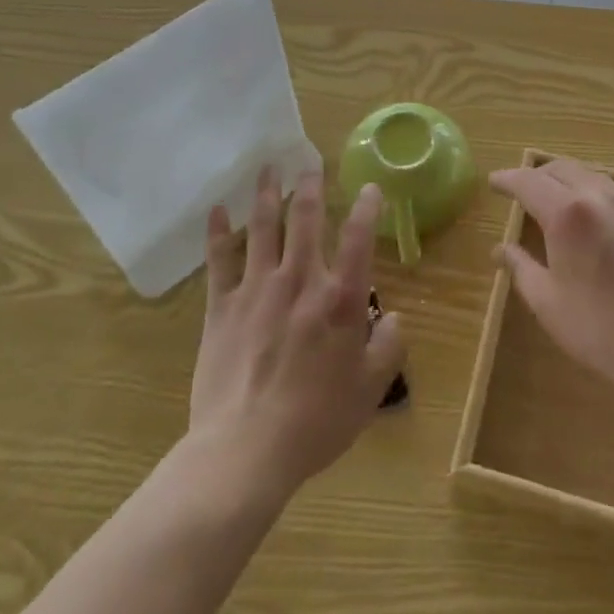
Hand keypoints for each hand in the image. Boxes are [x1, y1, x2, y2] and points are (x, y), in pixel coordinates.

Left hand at [189, 168, 405, 496]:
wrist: (244, 452)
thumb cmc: (314, 422)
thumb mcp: (368, 392)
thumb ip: (387, 348)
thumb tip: (394, 319)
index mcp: (339, 299)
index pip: (358, 239)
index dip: (366, 208)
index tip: (370, 187)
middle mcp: (299, 281)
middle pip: (306, 219)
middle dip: (310, 186)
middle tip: (310, 162)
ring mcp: (257, 289)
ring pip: (264, 227)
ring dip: (268, 194)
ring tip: (269, 167)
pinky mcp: (222, 307)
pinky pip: (219, 261)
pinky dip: (219, 232)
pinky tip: (218, 209)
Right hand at [490, 158, 613, 403]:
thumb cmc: (598, 328)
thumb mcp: (547, 301)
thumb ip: (520, 267)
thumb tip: (500, 249)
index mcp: (566, 213)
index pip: (528, 182)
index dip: (508, 179)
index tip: (493, 182)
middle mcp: (595, 197)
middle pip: (558, 169)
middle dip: (534, 175)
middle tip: (518, 189)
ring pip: (586, 173)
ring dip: (562, 177)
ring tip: (549, 195)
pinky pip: (609, 188)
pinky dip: (587, 188)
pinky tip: (584, 211)